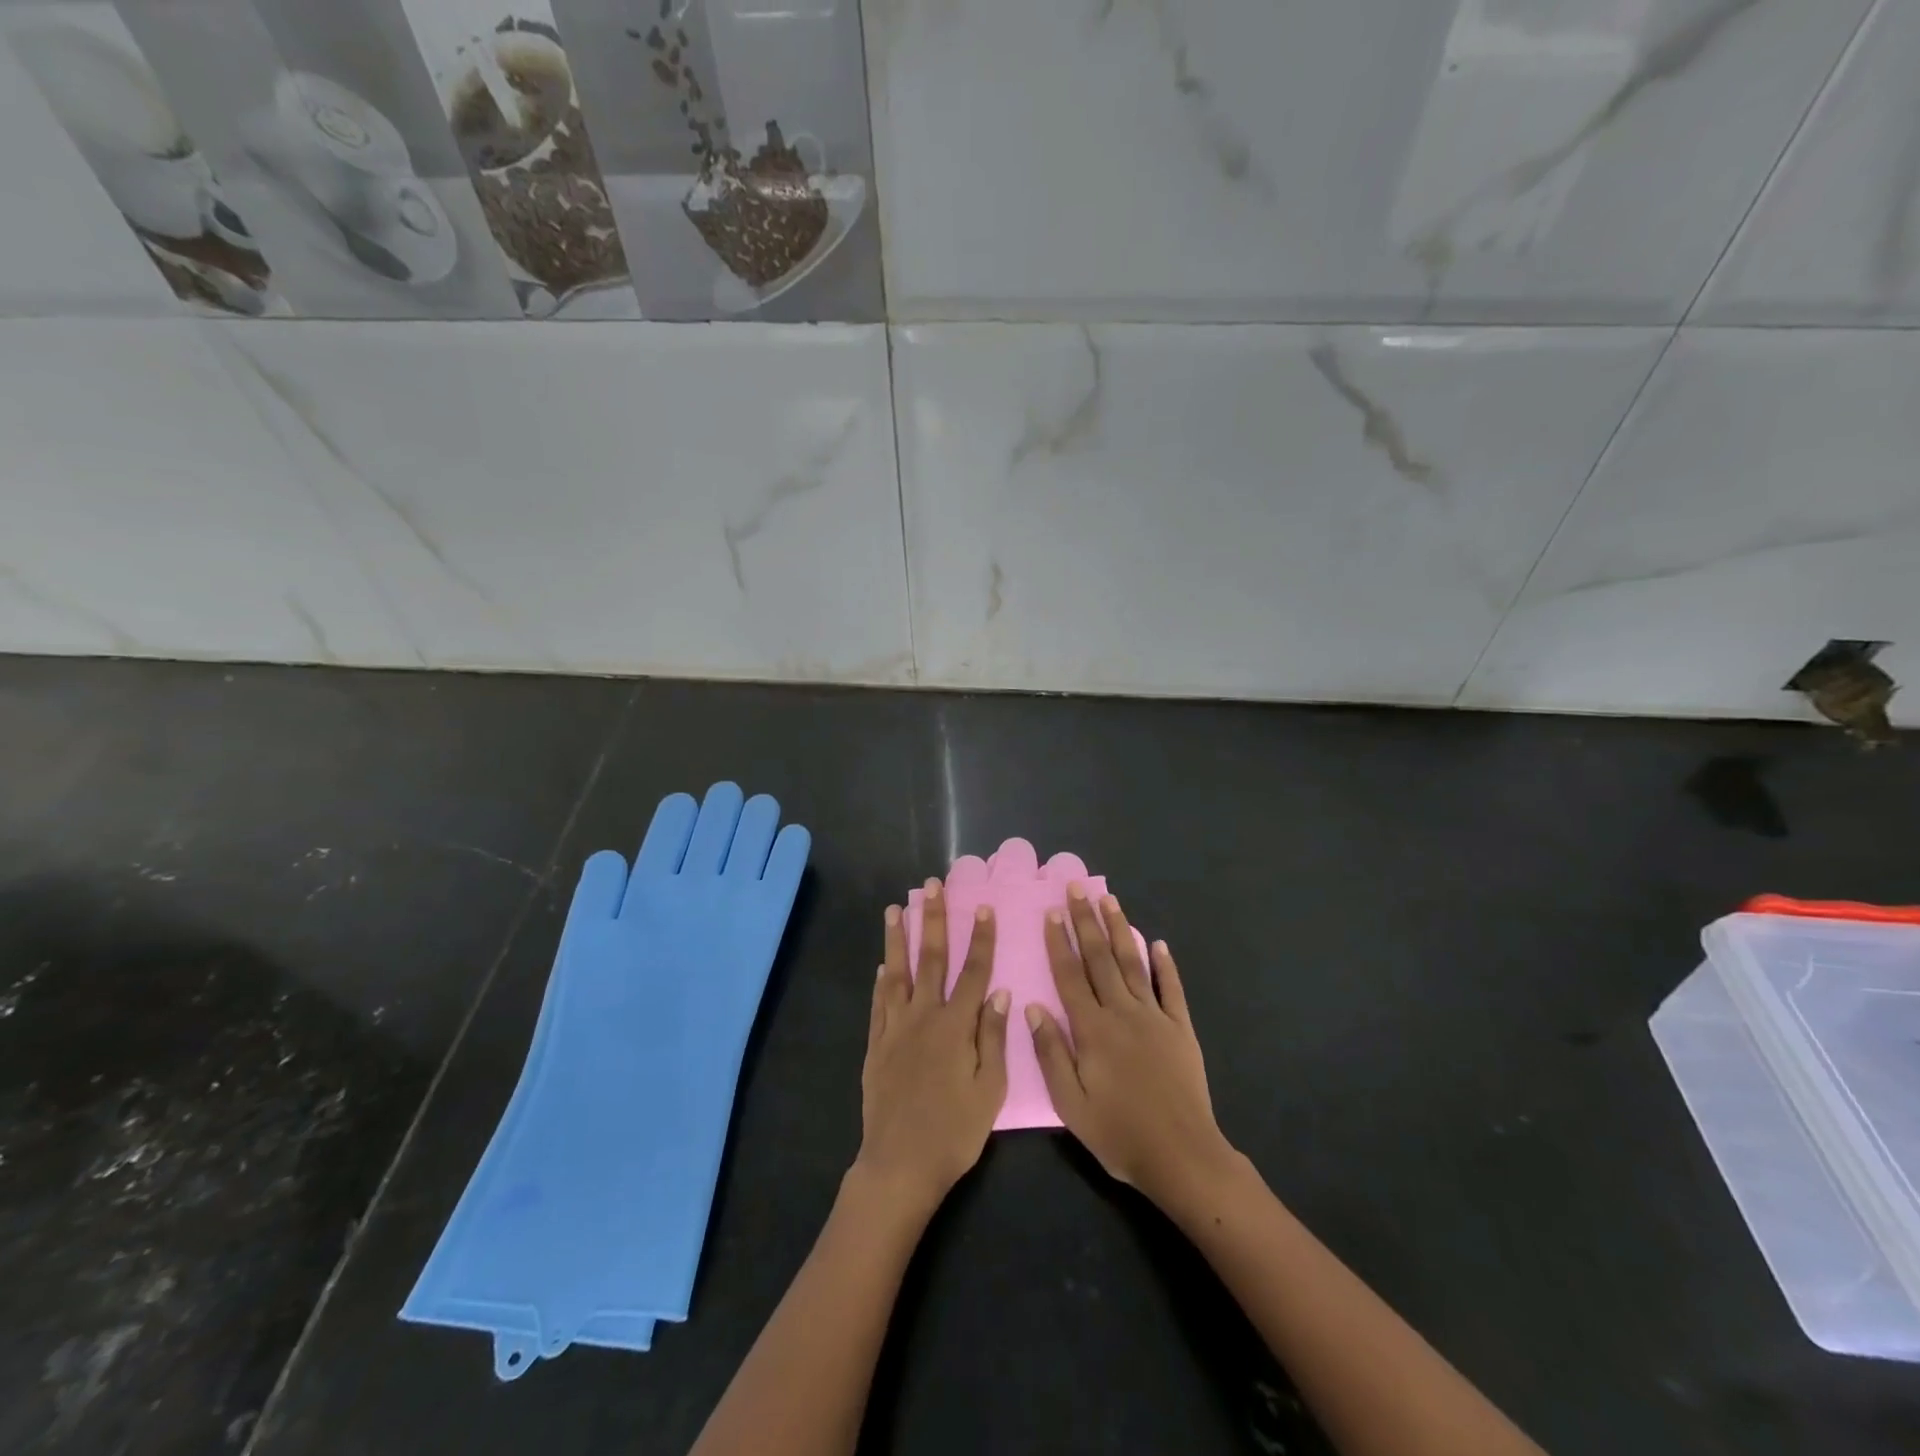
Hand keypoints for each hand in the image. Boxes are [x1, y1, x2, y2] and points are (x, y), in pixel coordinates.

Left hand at [855, 880, 1010, 1215]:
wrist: (900, 1164)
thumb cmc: (954, 1132)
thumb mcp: (990, 1090)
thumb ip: (993, 1038)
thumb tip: (1000, 993)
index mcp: (956, 1026)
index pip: (973, 972)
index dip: (979, 938)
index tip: (982, 907)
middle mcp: (924, 1017)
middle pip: (930, 959)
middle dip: (932, 920)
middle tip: (931, 887)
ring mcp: (895, 1029)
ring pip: (897, 974)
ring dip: (896, 940)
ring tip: (894, 909)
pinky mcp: (876, 1046)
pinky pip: (879, 1005)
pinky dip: (881, 982)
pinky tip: (882, 967)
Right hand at [1028, 885, 1236, 1208]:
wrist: (1181, 1156)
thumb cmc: (1119, 1134)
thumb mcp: (1071, 1104)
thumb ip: (1051, 1053)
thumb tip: (1032, 1007)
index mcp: (1092, 1030)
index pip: (1070, 976)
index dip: (1059, 943)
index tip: (1051, 912)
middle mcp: (1122, 1013)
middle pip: (1100, 959)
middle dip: (1086, 922)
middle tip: (1077, 889)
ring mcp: (1155, 1018)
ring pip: (1133, 964)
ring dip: (1120, 930)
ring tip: (1110, 900)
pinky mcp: (1181, 1029)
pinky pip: (1172, 990)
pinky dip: (1165, 965)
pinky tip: (1158, 944)